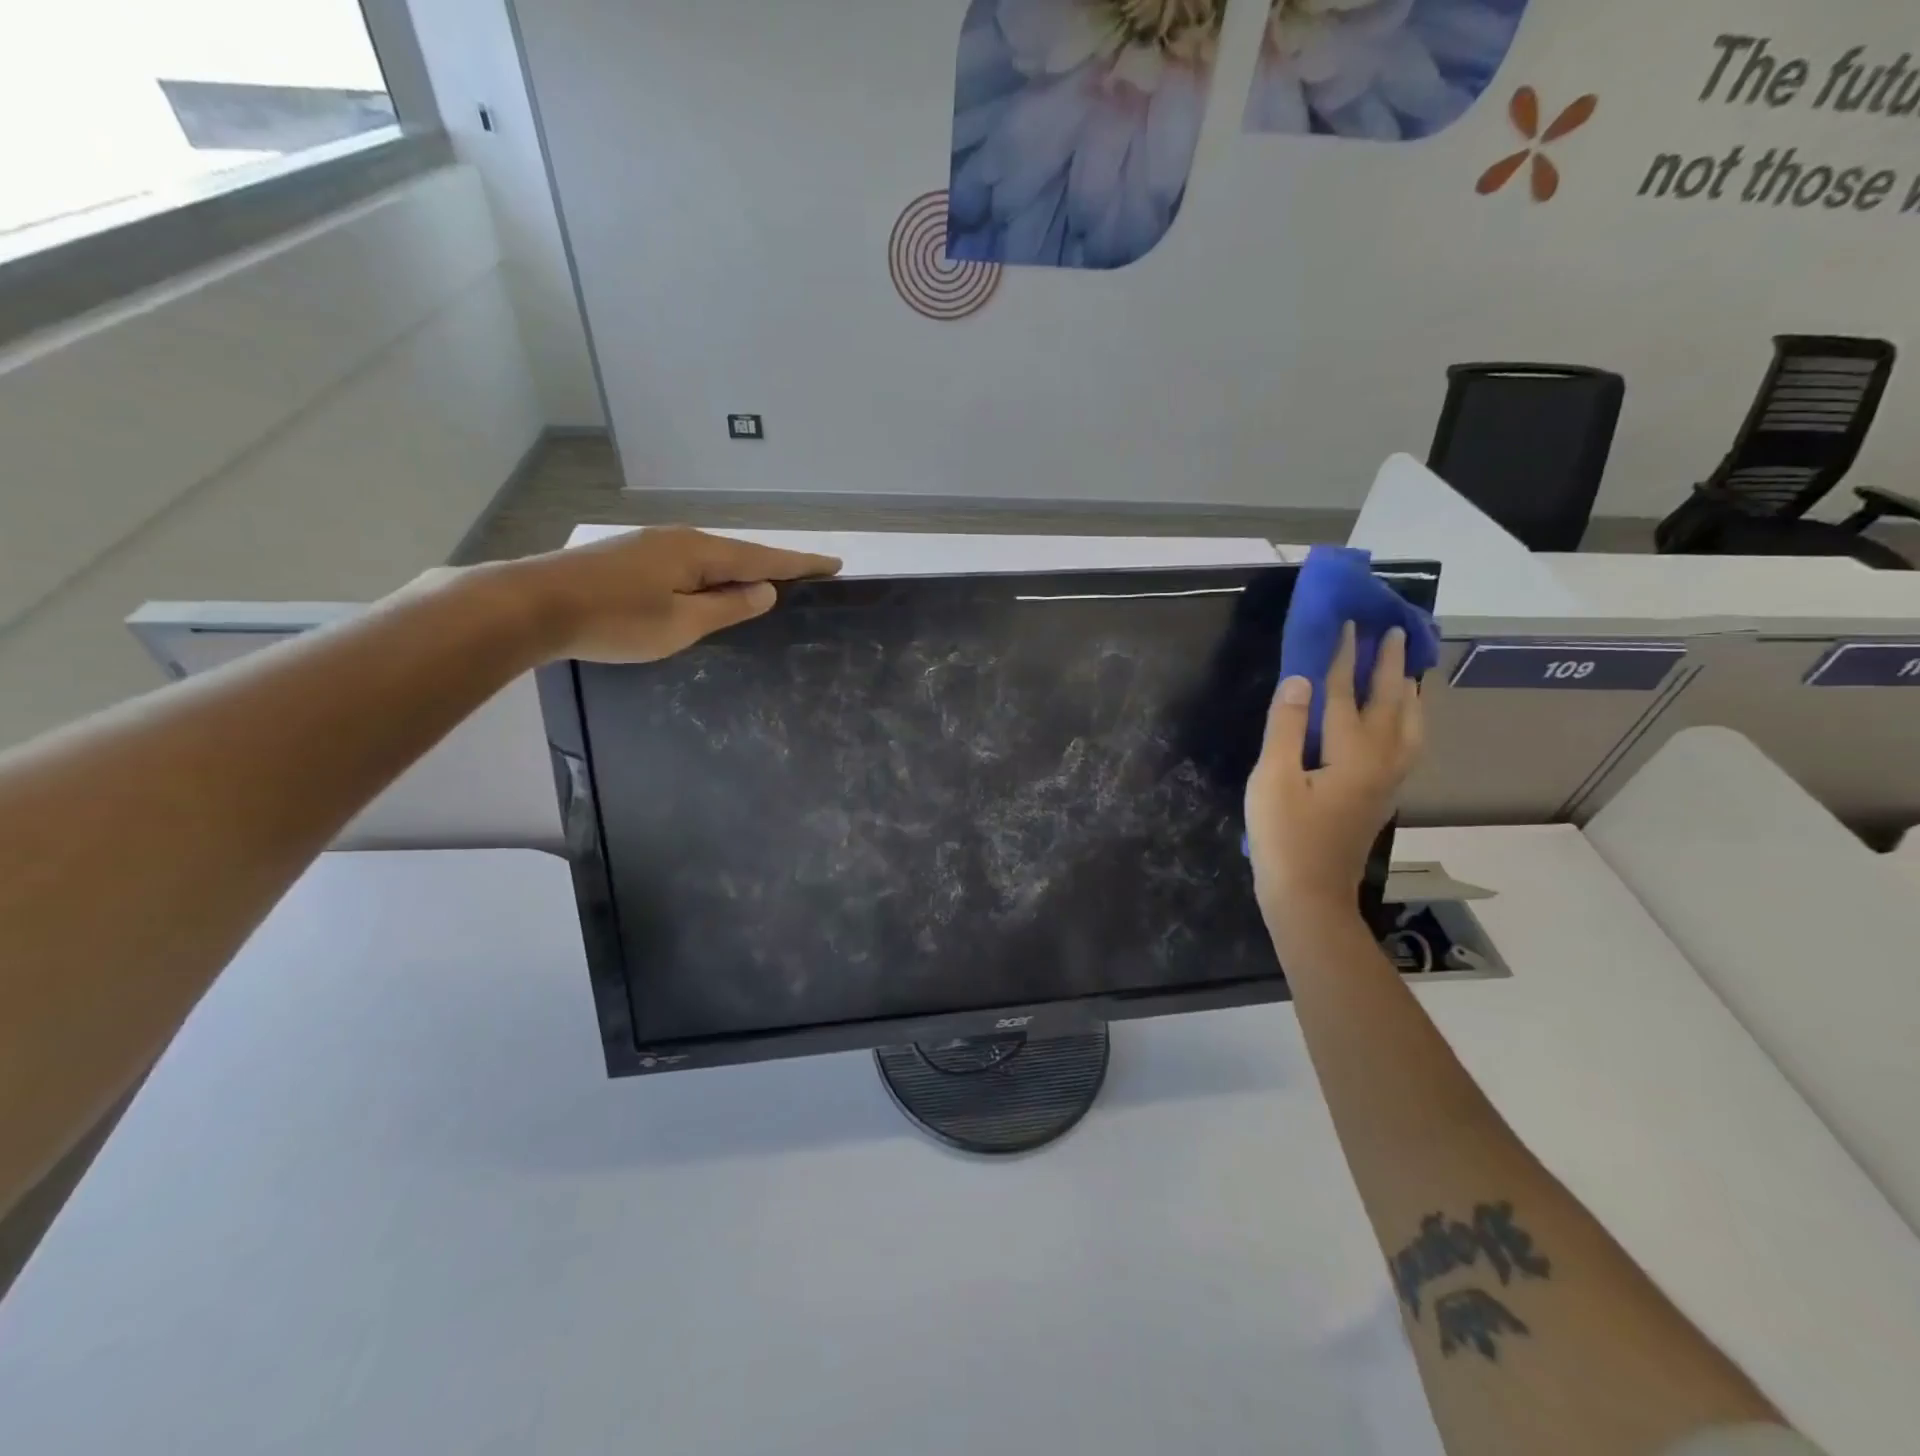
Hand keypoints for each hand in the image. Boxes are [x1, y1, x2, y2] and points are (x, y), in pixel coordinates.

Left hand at [504, 527, 840, 663]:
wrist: (531, 604)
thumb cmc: (614, 620)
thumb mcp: (681, 623)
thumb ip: (727, 607)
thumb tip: (765, 591)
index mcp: (698, 553)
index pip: (763, 558)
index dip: (800, 564)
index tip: (834, 565)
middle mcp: (679, 539)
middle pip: (738, 554)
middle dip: (773, 566)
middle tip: (806, 579)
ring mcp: (651, 545)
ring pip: (710, 559)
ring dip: (739, 572)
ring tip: (764, 587)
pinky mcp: (629, 557)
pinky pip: (687, 564)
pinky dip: (710, 577)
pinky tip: (710, 590)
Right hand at [1245, 623, 1424, 933]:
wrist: (1308, 895)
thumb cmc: (1283, 837)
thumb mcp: (1272, 779)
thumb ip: (1287, 726)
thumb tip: (1301, 679)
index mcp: (1351, 753)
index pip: (1345, 692)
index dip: (1343, 657)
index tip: (1349, 623)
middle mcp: (1380, 761)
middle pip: (1390, 704)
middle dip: (1389, 666)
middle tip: (1393, 634)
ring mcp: (1386, 781)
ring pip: (1410, 726)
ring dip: (1409, 693)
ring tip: (1409, 670)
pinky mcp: (1381, 796)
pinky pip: (1407, 744)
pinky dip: (1409, 720)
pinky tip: (1401, 721)